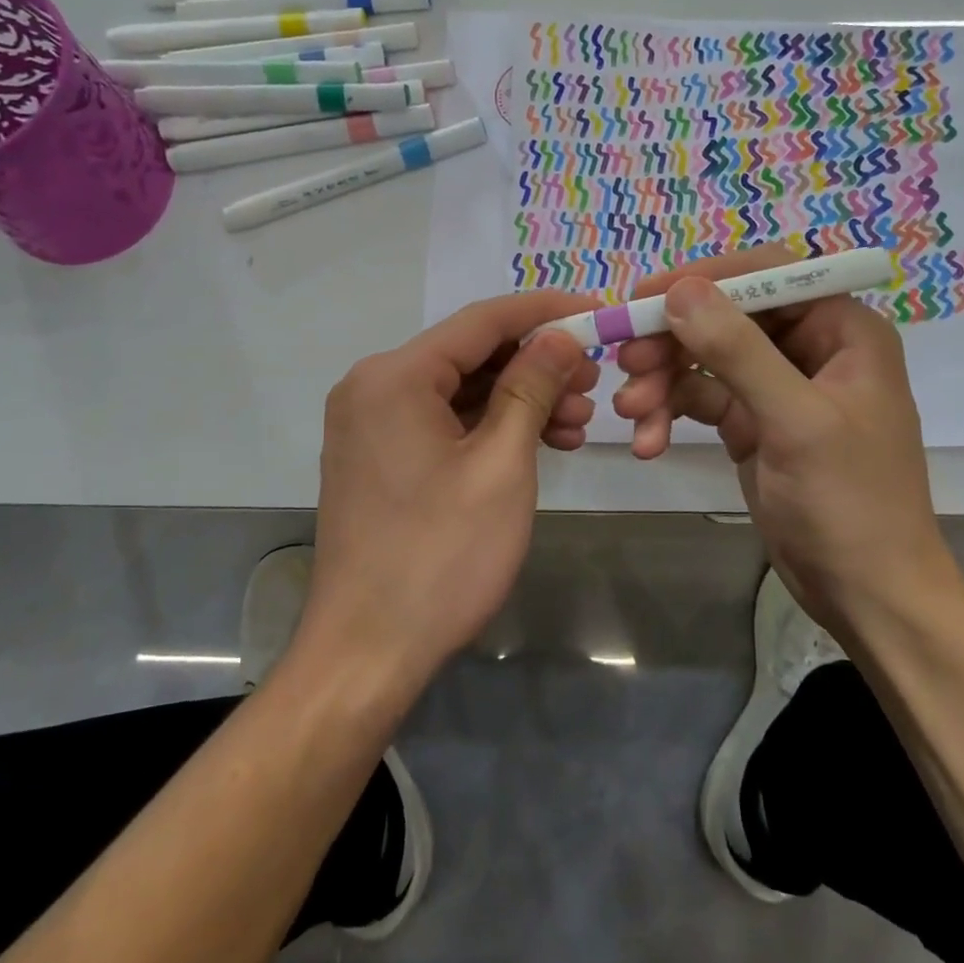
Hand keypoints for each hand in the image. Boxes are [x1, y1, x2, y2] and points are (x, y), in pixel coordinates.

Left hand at [301, 291, 600, 690]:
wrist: (366, 651)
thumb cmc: (440, 557)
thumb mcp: (501, 465)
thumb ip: (531, 388)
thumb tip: (560, 335)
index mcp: (394, 376)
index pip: (481, 320)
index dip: (545, 311)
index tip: (597, 311)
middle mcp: (372, 385)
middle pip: (469, 354)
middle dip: (535, 364)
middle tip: (593, 384)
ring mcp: (369, 422)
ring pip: (459, 389)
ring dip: (518, 399)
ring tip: (576, 424)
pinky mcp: (377, 454)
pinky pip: (441, 421)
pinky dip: (488, 426)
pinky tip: (537, 442)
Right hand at [613, 244, 949, 620]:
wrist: (867, 596)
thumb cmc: (850, 503)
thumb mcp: (794, 422)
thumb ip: (737, 351)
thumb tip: (680, 290)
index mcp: (841, 330)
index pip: (768, 275)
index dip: (706, 278)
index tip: (647, 296)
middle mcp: (809, 347)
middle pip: (726, 315)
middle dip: (673, 339)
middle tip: (625, 361)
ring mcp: (776, 385)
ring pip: (704, 357)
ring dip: (663, 380)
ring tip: (630, 411)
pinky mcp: (750, 422)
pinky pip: (700, 398)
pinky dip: (670, 413)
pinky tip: (647, 442)